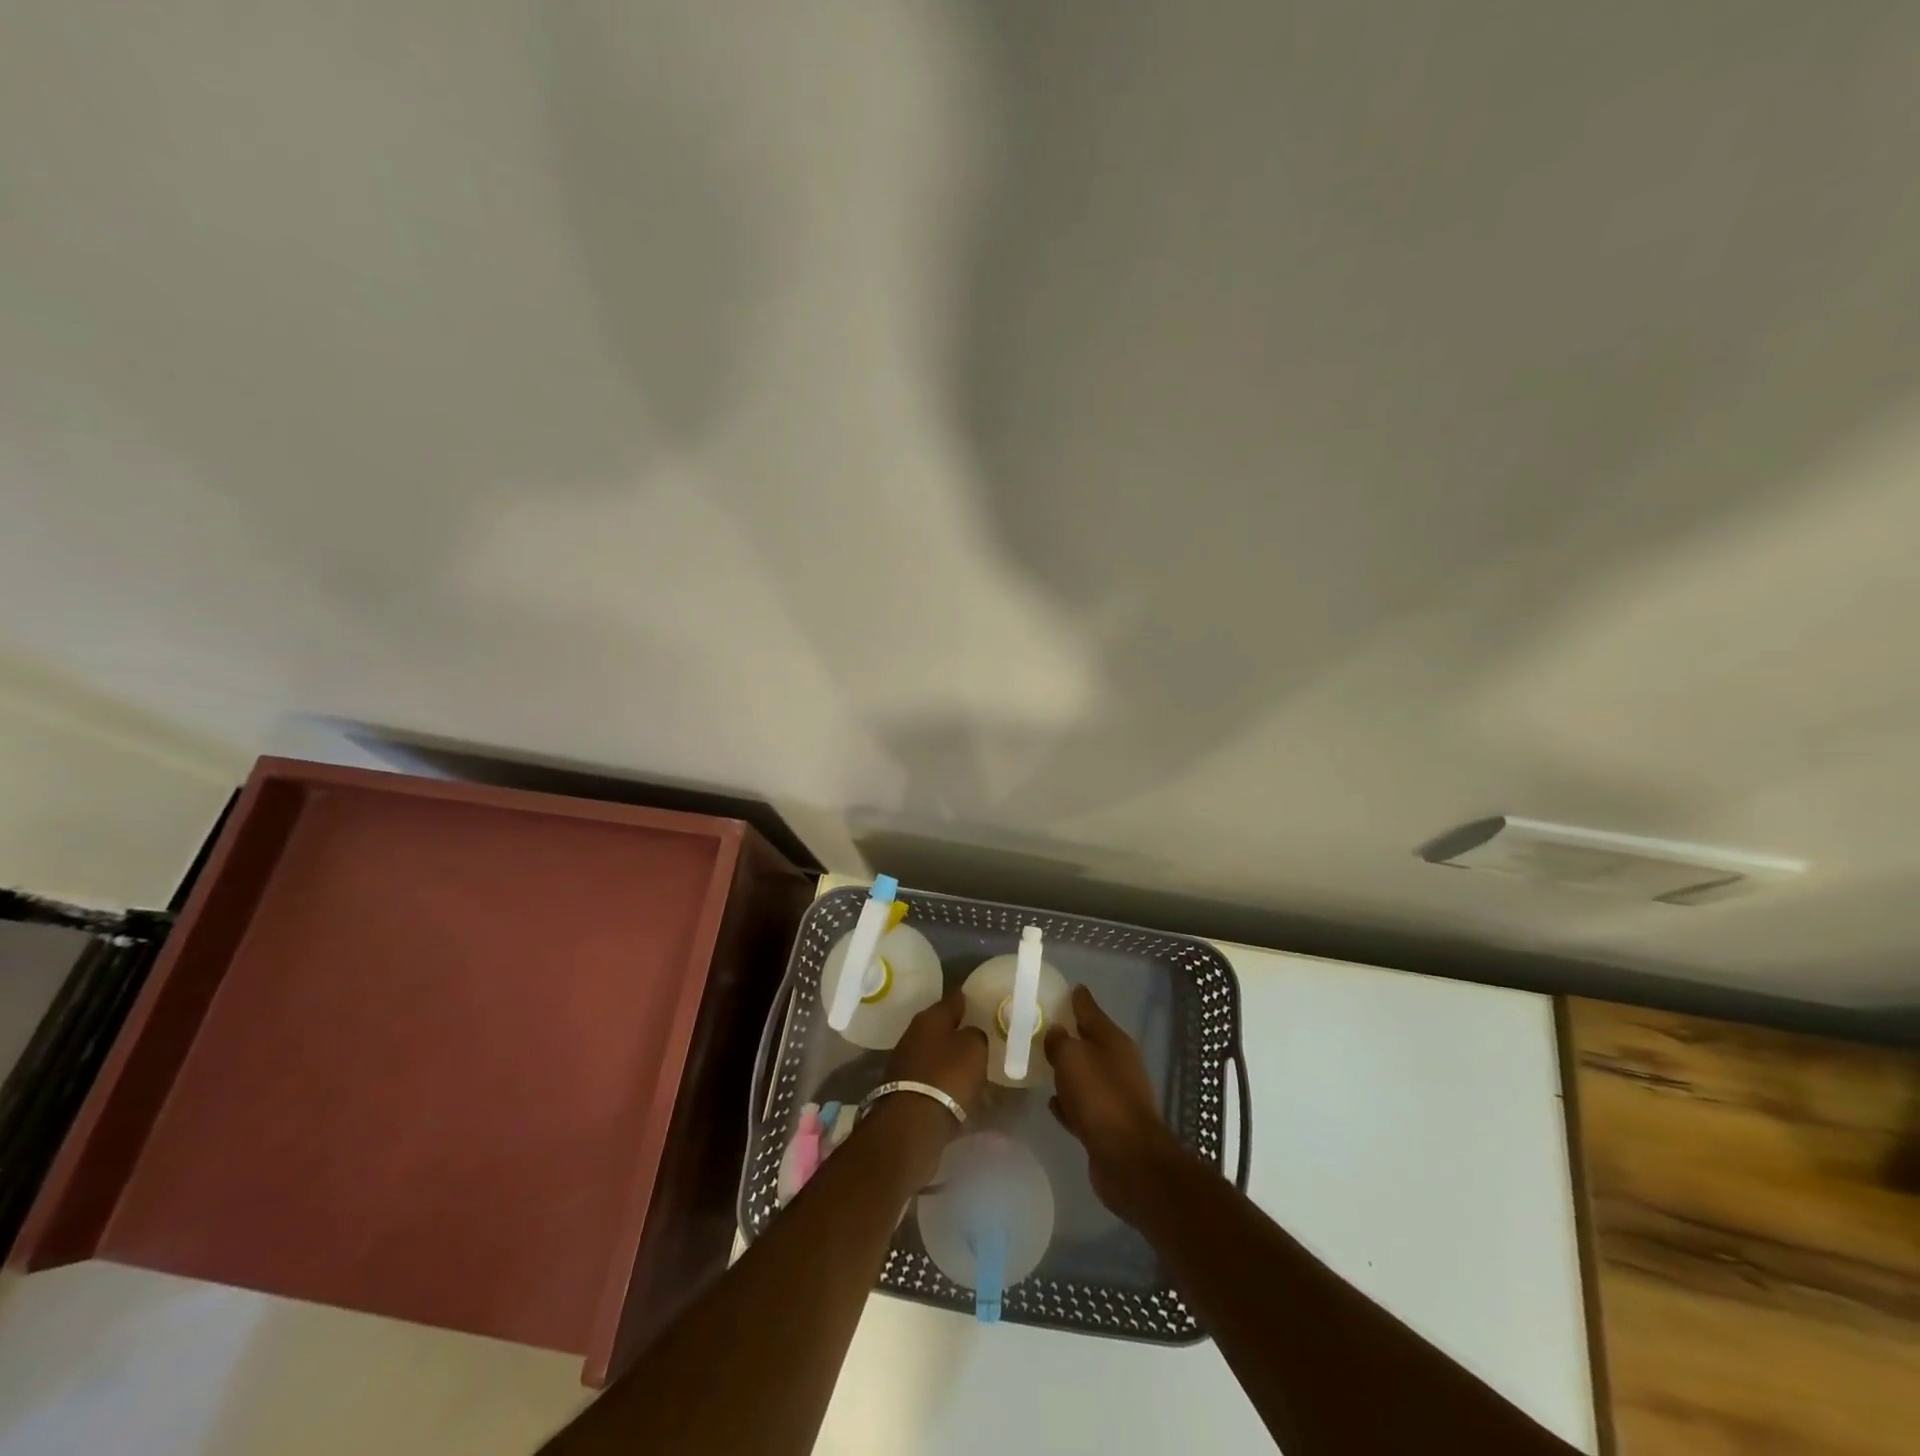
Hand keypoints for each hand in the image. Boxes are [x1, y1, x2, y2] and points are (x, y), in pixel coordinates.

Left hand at [869, 991, 988, 1178]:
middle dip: (960, 1031)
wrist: (911, 1125)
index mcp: (931, 1017)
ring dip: (953, 1059)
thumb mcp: (974, 1048)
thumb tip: (970, 1034)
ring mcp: (906, 1061)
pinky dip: (946, 1082)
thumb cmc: (947, 1076)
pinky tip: (961, 1091)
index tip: (983, 1000)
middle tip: (982, 1037)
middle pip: (943, 1026)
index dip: (970, 998)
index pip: (955, 998)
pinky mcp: (904, 1089)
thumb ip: (976, 1034)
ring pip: (937, 1053)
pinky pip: (933, 1078)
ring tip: (975, 1068)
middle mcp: (914, 1033)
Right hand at [1044, 985, 1183, 1223]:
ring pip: (1085, 1074)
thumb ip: (1060, 1041)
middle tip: (1043, 1026)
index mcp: (1113, 1041)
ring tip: (1042, 1063)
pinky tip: (1051, 1102)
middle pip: (1090, 1042)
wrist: (1129, 1161)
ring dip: (1068, 1070)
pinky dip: (1069, 1102)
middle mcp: (1118, 1064)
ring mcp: (1115, 1096)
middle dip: (1070, 1034)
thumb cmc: (1101, 1098)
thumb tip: (1056, 1032)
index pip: (1091, 1010)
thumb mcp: (1073, 1058)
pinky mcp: (1107, 1126)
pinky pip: (1082, 1105)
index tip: (1067, 988)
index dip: (1078, 998)